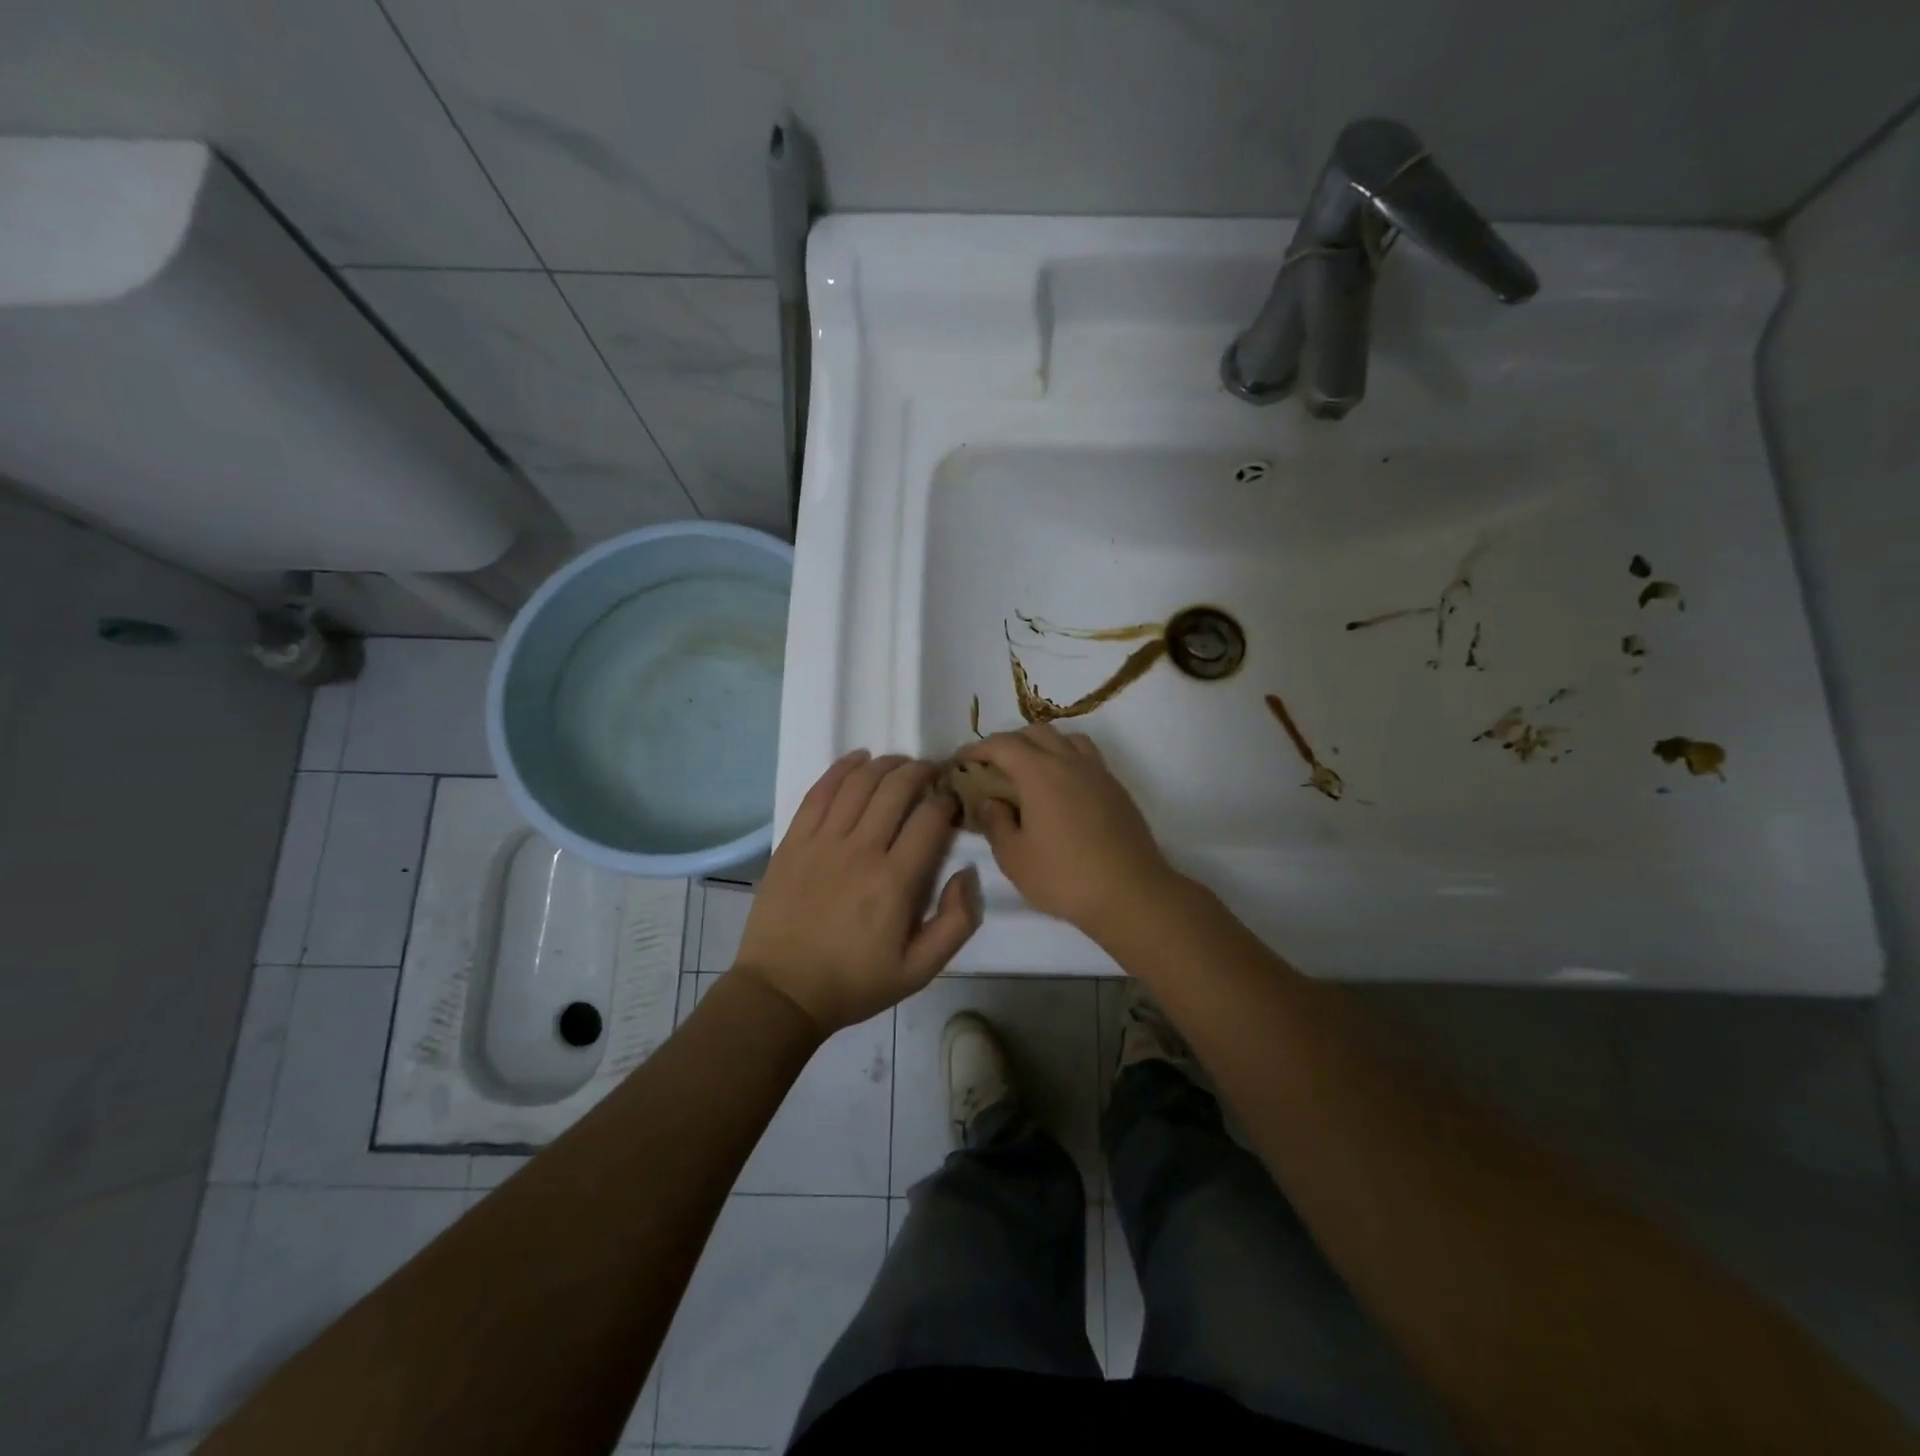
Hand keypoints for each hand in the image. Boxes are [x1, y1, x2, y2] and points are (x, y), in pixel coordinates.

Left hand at [735, 751, 981, 1034]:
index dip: (947, 802)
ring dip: (886, 764)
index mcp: (895, 881)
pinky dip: (842, 768)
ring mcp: (822, 841)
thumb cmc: (855, 982)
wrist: (782, 991)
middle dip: (920, 772)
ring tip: (900, 764)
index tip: (951, 803)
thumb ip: (956, 923)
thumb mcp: (919, 970)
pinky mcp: (794, 840)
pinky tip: (858, 759)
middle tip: (931, 773)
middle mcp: (861, 850)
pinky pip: (820, 791)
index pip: (930, 819)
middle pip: (896, 789)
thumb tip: (967, 874)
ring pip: (860, 782)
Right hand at [959, 725, 1180, 939]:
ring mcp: (1098, 773)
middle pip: (1036, 732)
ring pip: (1066, 739)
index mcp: (1040, 772)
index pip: (1003, 744)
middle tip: (992, 767)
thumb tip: (990, 801)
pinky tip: (1060, 791)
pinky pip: (1086, 758)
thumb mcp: (1014, 858)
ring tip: (1029, 772)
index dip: (977, 749)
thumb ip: (995, 822)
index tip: (961, 762)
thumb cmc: (1064, 877)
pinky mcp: (1117, 789)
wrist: (1131, 894)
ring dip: (1042, 746)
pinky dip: (1066, 760)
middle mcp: (1070, 762)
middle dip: (1009, 742)